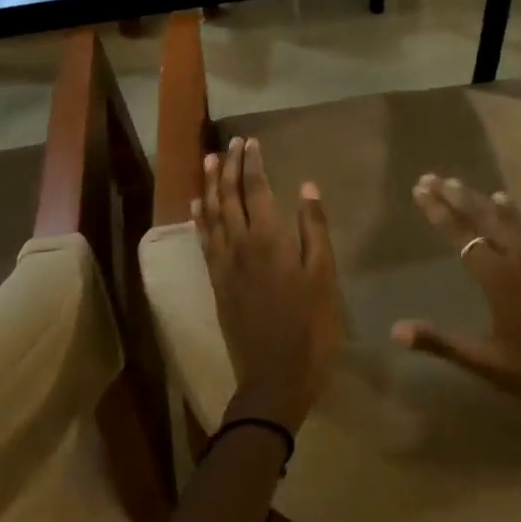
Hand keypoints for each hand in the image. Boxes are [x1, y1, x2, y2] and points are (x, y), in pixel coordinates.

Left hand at [193, 137, 342, 432]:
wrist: (273, 380)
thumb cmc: (309, 327)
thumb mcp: (323, 277)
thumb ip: (314, 229)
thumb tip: (306, 188)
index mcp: (268, 238)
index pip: (255, 188)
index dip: (251, 162)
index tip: (250, 141)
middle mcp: (239, 243)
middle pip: (228, 195)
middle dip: (228, 166)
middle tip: (230, 143)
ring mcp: (223, 263)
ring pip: (211, 213)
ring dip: (209, 185)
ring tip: (209, 161)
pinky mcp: (216, 282)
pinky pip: (203, 240)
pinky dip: (199, 218)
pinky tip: (197, 206)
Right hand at [393, 177, 520, 460]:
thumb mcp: (494, 366)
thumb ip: (445, 344)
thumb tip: (396, 330)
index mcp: (499, 278)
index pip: (461, 235)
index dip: (439, 211)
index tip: (420, 188)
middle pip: (484, 217)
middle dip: (457, 196)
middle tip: (434, 176)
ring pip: (510, 217)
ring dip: (484, 200)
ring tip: (465, 185)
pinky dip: (517, 213)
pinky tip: (514, 209)